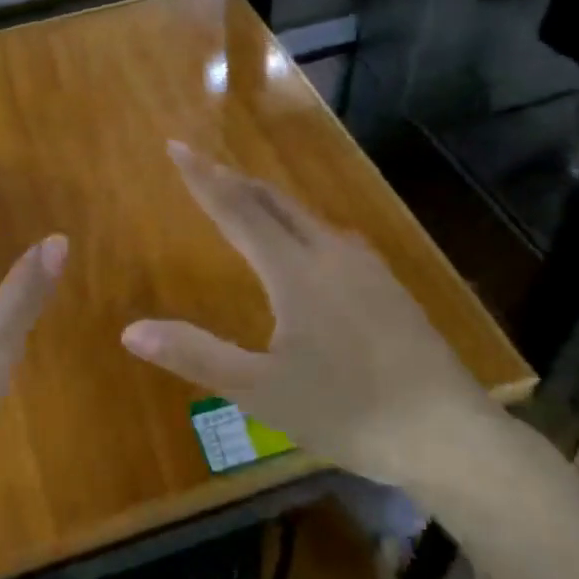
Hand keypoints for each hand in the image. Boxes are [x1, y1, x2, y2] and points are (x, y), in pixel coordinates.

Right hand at [120, 142, 507, 489]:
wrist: (448, 433)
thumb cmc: (347, 412)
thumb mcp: (261, 392)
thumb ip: (196, 355)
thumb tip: (130, 331)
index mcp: (295, 271)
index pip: (237, 209)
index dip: (203, 178)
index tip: (176, 146)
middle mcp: (330, 253)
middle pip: (273, 201)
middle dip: (233, 180)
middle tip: (202, 166)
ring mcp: (365, 266)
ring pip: (306, 216)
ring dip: (268, 201)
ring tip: (244, 199)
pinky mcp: (387, 285)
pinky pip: (331, 236)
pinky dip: (299, 225)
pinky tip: (305, 245)